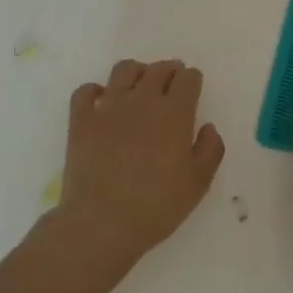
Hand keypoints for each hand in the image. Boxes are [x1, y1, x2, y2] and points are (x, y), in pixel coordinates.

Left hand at [51, 59, 224, 278]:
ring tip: (139, 83)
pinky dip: (94, 90)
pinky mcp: (82, 119)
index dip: (192, 80)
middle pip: (158, 69)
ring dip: (136, 71)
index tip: (192, 88)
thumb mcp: (198, 184)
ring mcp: (109, 106)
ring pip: (124, 70)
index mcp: (174, 112)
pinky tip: (100, 100)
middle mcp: (142, 99)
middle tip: (171, 81)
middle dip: (169, 71)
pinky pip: (86, 91)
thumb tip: (208, 127)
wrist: (102, 223)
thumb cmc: (156, 206)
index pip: (188, 78)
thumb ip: (211, 149)